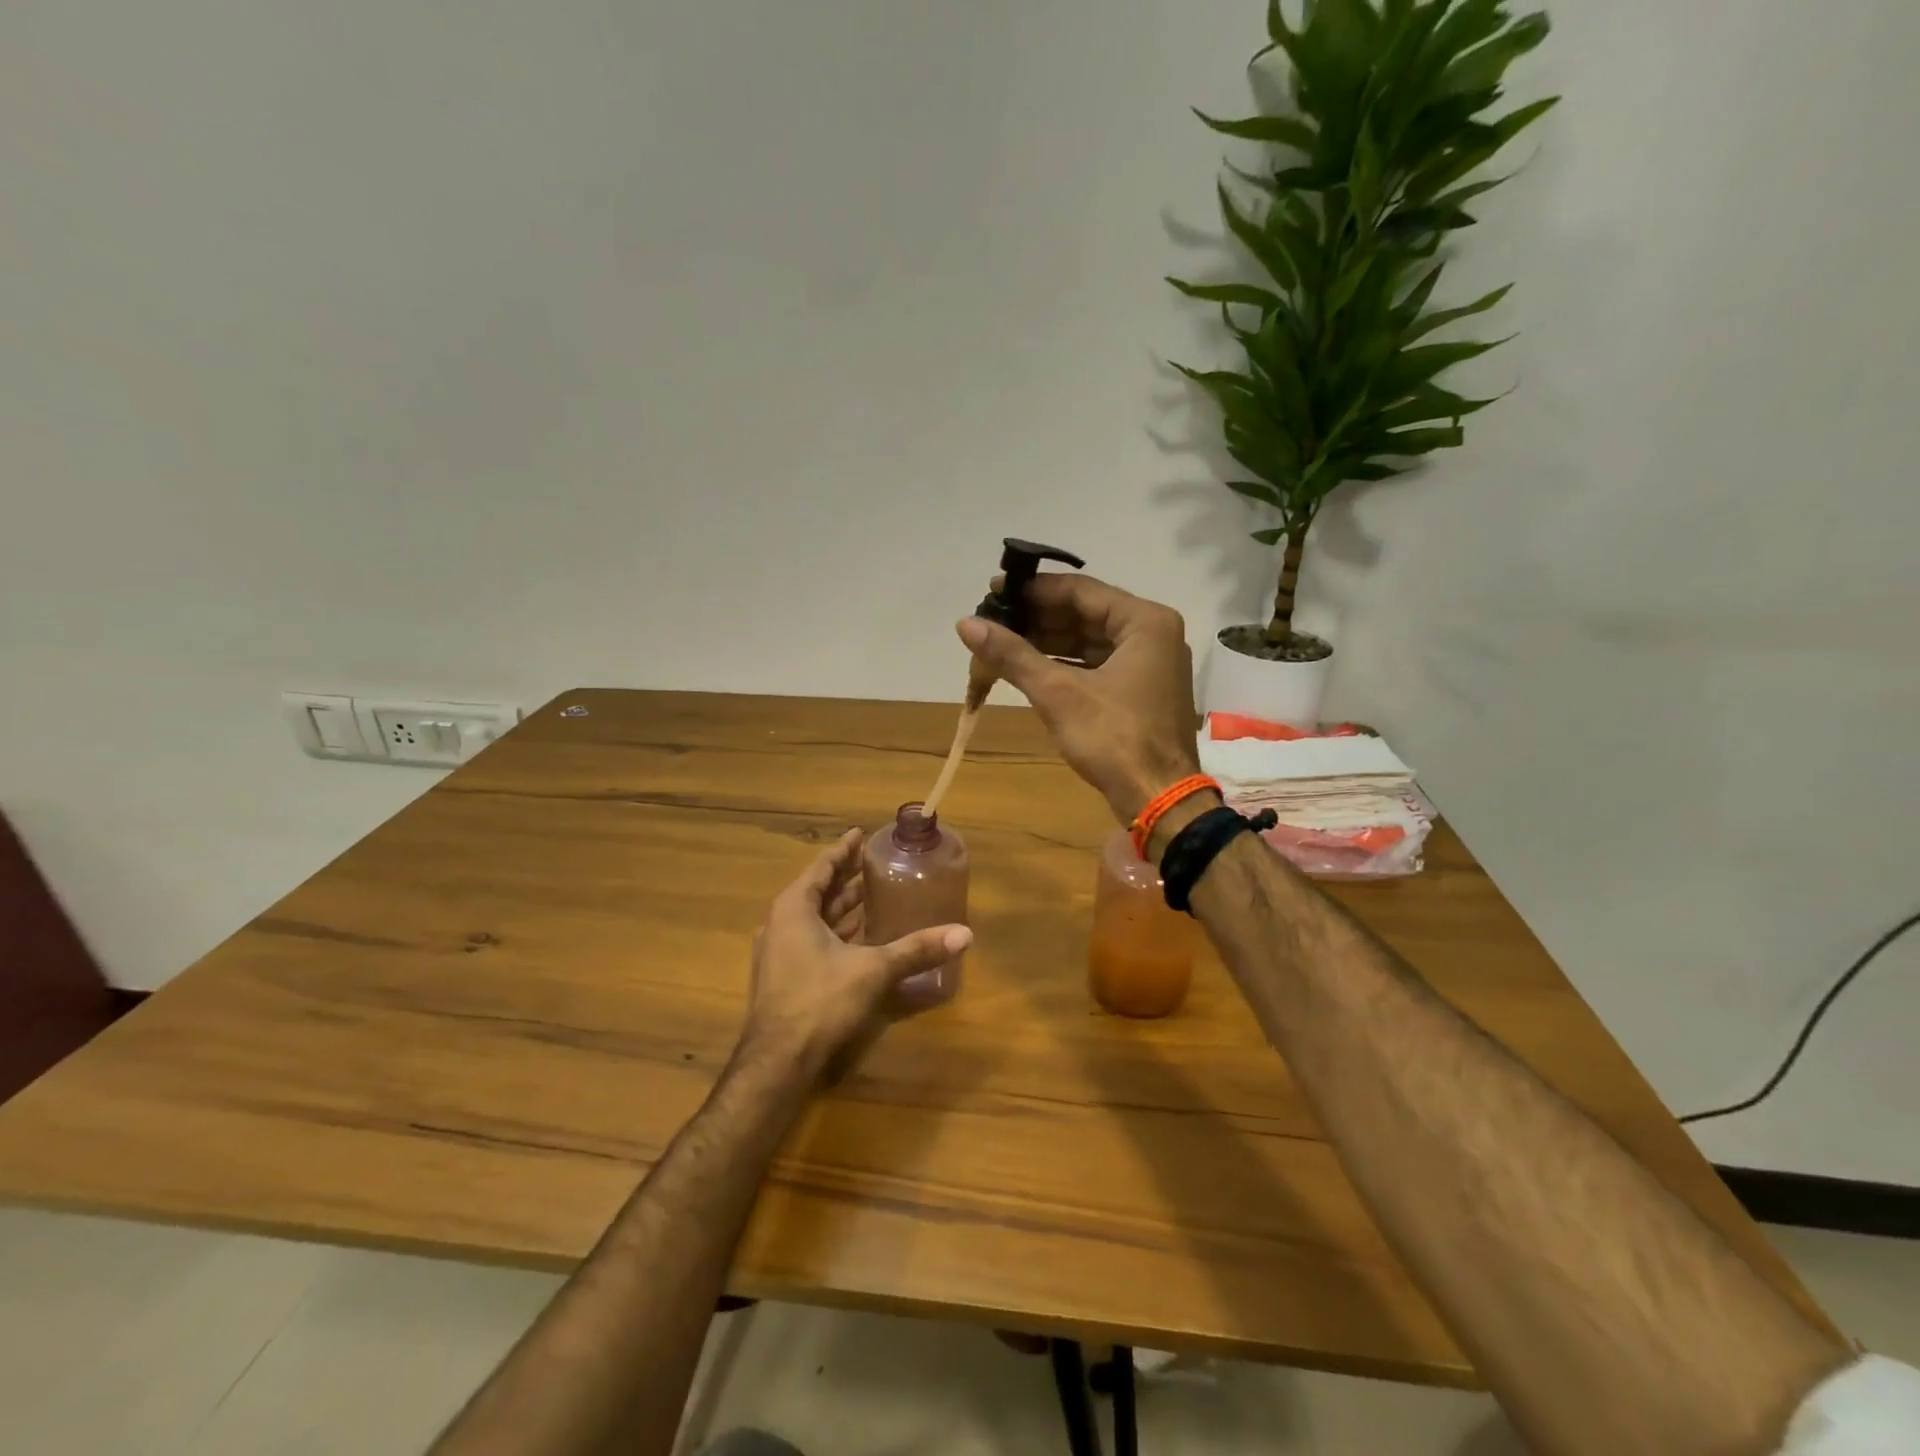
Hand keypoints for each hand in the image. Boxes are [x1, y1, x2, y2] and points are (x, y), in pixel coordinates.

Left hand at [742, 830, 971, 1076]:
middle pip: (818, 890)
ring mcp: (778, 951)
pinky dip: (835, 931)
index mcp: (794, 908)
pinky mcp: (784, 976)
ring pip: (814, 918)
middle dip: (846, 877)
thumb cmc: (819, 1001)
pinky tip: (860, 938)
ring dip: (842, 907)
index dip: (844, 850)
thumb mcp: (873, 970)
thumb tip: (965, 934)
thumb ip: (916, 949)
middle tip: (875, 864)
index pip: (822, 867)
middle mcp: (781, 923)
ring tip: (873, 895)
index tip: (861, 834)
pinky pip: (812, 939)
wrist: (777, 1062)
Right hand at [957, 574, 1201, 822]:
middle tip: (992, 619)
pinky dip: (1064, 665)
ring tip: (1001, 641)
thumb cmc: (1114, 739)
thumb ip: (1012, 655)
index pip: (1081, 591)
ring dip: (1047, 642)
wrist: (1157, 799)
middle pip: (1085, 614)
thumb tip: (965, 624)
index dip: (1033, 590)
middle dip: (1038, 618)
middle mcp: (1152, 634)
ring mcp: (1149, 664)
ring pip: (1090, 641)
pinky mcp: (1140, 691)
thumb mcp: (1058, 693)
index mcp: (1145, 622)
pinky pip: (1097, 665)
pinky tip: (1028, 667)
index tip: (993, 592)